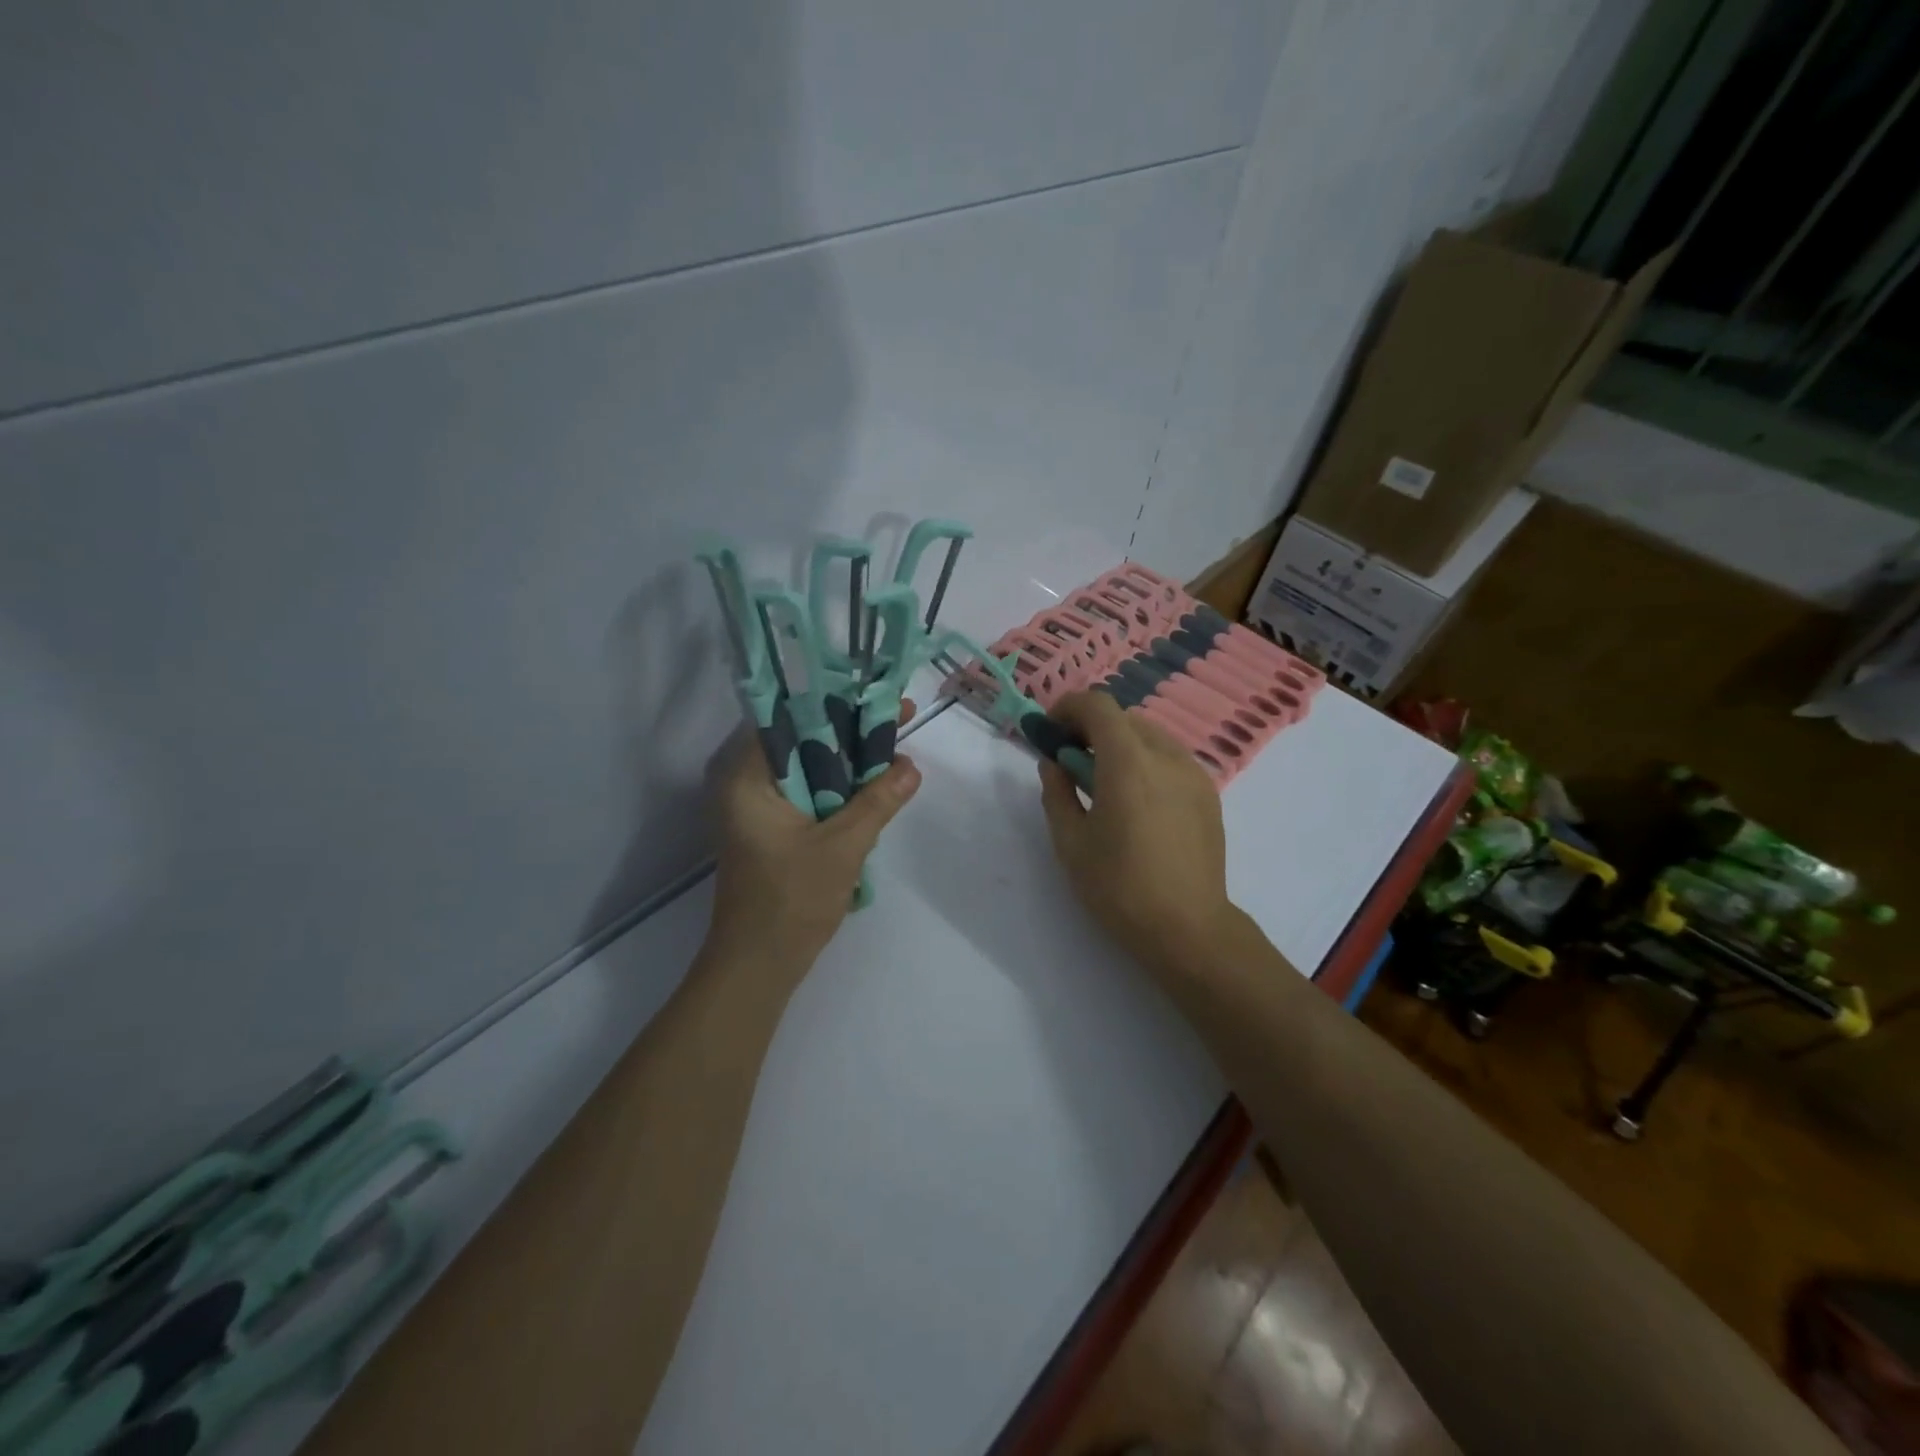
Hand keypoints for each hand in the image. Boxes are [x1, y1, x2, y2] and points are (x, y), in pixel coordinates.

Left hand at [705, 701, 921, 981]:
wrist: (758, 965)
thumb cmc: (791, 900)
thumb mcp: (844, 845)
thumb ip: (878, 801)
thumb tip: (911, 767)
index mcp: (748, 777)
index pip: (791, 719)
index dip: (838, 705)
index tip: (878, 699)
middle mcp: (743, 784)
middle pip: (801, 741)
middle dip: (850, 731)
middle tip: (897, 719)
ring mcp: (754, 809)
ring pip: (807, 768)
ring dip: (846, 761)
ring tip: (892, 748)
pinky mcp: (768, 829)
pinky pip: (805, 793)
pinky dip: (836, 788)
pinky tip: (871, 786)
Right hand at [1037, 691, 1234, 976]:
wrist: (1187, 928)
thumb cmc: (1119, 887)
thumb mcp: (1070, 842)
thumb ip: (1057, 792)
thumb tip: (1055, 764)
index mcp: (1128, 763)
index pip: (1098, 706)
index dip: (1068, 708)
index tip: (1051, 731)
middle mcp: (1166, 756)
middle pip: (1125, 718)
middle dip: (1092, 727)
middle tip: (1071, 760)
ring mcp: (1193, 773)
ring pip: (1150, 736)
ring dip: (1120, 744)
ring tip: (1104, 784)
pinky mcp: (1208, 794)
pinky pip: (1170, 759)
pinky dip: (1145, 761)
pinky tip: (1137, 802)